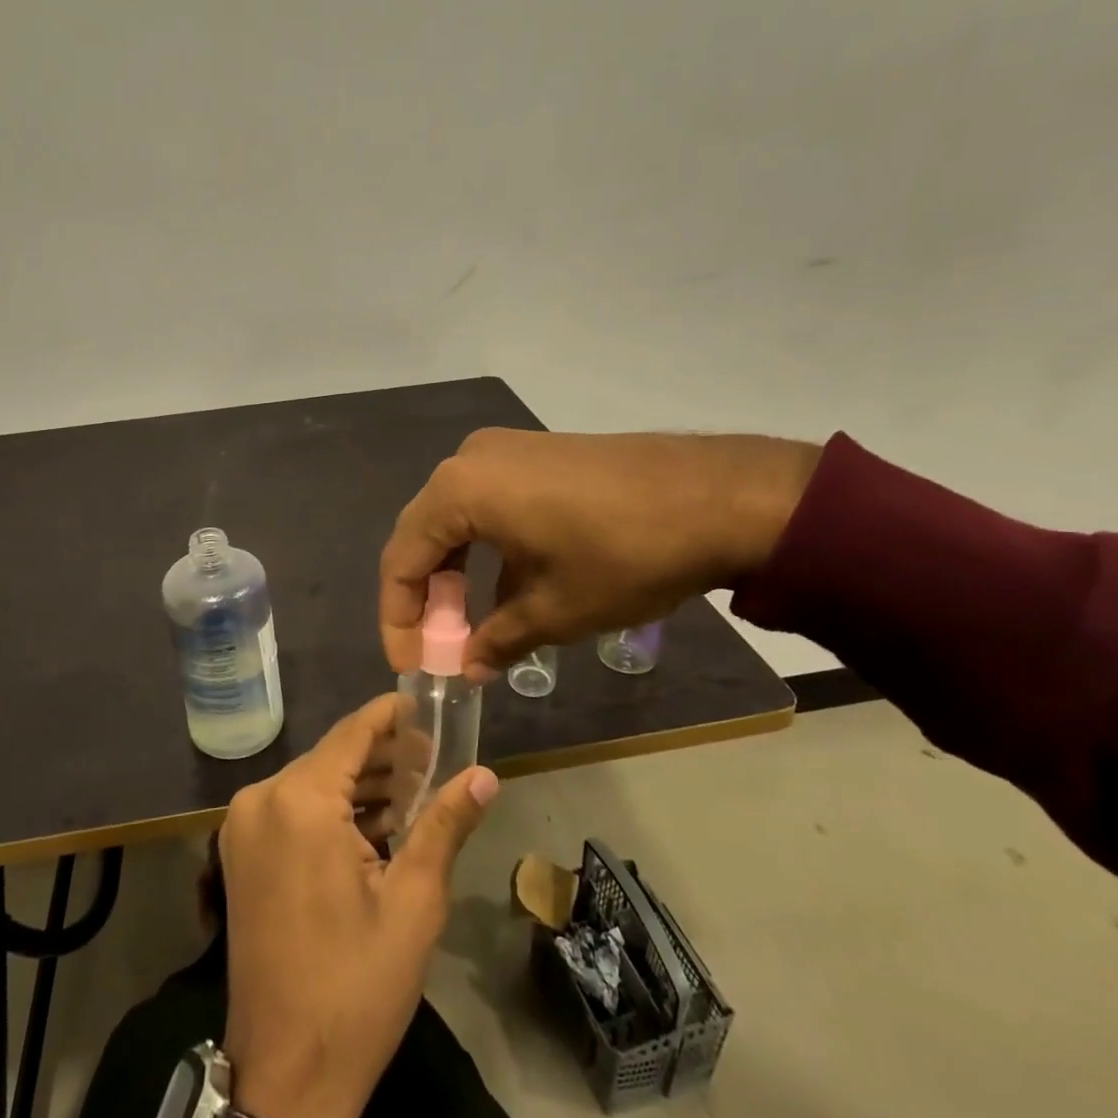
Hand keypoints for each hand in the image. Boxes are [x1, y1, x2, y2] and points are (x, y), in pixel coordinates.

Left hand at [219, 695, 498, 1117]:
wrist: (286, 1074)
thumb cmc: (356, 984)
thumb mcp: (413, 901)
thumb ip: (445, 824)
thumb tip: (485, 775)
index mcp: (299, 801)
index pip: (352, 732)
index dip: (391, 715)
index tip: (427, 703)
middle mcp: (261, 800)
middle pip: (332, 757)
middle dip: (384, 756)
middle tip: (436, 757)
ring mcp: (243, 828)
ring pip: (313, 784)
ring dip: (361, 786)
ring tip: (417, 789)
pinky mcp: (241, 855)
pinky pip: (294, 811)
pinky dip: (333, 811)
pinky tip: (377, 824)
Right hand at [380, 428, 822, 678]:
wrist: (718, 496)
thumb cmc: (623, 556)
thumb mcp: (556, 610)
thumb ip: (497, 639)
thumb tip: (468, 666)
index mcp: (458, 491)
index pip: (402, 559)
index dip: (398, 618)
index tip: (412, 665)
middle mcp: (468, 460)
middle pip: (424, 534)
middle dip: (426, 597)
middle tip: (438, 648)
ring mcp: (504, 450)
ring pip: (456, 519)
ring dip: (456, 574)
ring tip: (470, 625)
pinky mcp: (536, 453)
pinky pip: (488, 503)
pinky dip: (486, 548)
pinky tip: (508, 587)